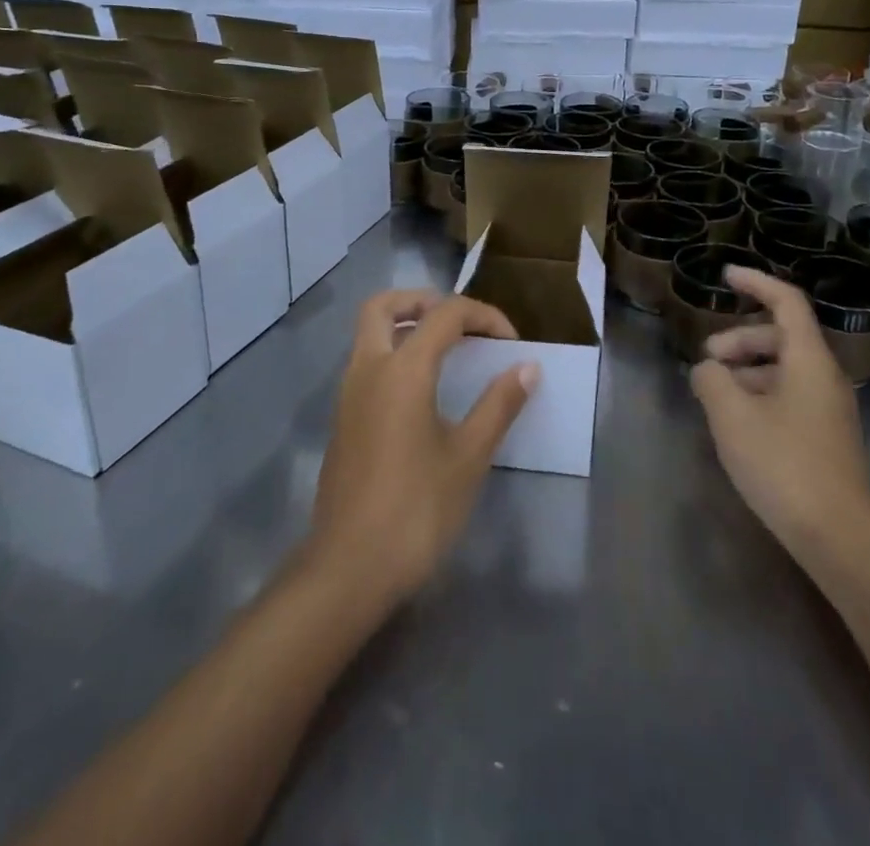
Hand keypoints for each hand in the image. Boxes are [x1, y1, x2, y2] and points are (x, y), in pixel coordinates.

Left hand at [308, 290, 537, 608]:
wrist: (349, 569)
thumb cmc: (416, 509)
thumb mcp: (468, 456)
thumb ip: (498, 405)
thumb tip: (527, 367)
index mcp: (402, 369)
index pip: (445, 314)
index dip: (484, 317)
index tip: (511, 344)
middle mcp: (368, 369)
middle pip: (384, 306)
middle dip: (423, 301)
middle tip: (459, 323)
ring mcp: (348, 395)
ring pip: (369, 334)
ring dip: (406, 326)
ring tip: (447, 351)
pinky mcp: (342, 421)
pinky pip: (366, 364)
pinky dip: (394, 355)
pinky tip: (423, 392)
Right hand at [691, 266, 869, 562]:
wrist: (838, 537)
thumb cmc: (783, 464)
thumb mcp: (731, 415)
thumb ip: (711, 380)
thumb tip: (708, 370)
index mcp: (809, 359)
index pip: (786, 302)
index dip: (755, 282)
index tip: (724, 276)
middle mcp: (824, 376)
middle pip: (780, 337)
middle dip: (739, 339)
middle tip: (707, 359)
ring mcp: (828, 409)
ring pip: (783, 369)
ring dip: (746, 370)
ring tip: (714, 394)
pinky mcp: (824, 437)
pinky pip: (788, 396)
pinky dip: (758, 394)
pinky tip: (736, 422)